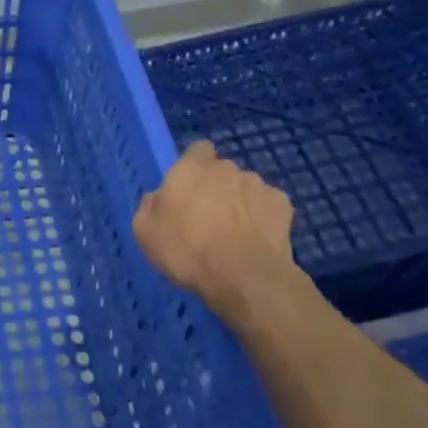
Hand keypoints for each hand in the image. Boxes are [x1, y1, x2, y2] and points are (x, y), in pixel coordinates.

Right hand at [133, 141, 302, 324]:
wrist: (245, 278)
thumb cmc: (187, 251)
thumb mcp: (145, 233)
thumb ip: (148, 206)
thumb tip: (157, 197)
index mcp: (189, 169)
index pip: (197, 149)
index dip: (194, 165)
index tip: (189, 188)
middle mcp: (225, 168)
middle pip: (221, 171)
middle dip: (217, 187)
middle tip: (208, 217)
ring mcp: (257, 185)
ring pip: (245, 187)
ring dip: (240, 202)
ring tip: (236, 233)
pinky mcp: (283, 205)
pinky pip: (268, 205)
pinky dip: (263, 217)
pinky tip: (258, 238)